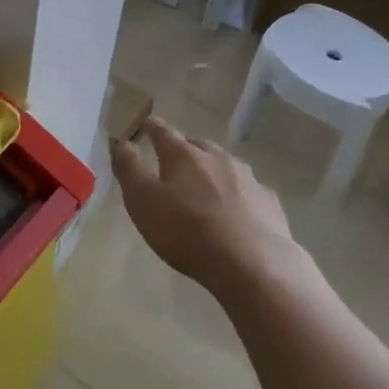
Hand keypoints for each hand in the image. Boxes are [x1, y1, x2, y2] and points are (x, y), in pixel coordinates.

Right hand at [110, 117, 295, 295]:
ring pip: (223, 165)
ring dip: (210, 171)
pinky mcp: (268, 201)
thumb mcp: (143, 201)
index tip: (144, 125)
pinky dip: (236, 194)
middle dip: (182, 150)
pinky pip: (246, 190)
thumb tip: (120, 140)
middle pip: (195, 145)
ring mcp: (247, 177)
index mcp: (183, 154)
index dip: (150, 127)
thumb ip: (129, 168)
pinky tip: (234, 212)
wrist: (253, 264)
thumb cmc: (187, 231)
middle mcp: (217, 157)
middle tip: (171, 164)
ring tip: (202, 188)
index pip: (162, 131)